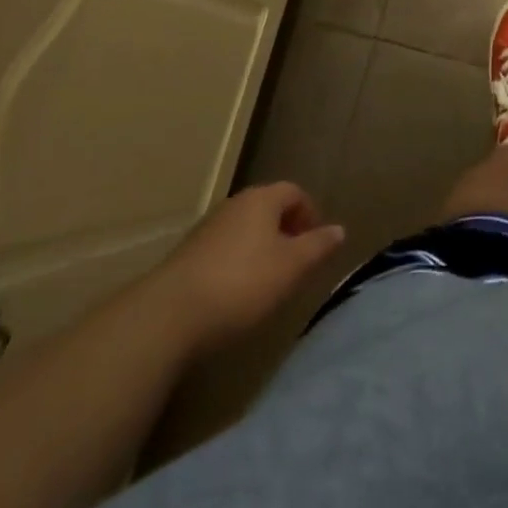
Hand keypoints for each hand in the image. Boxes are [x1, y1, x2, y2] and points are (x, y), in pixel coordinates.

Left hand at [158, 183, 346, 351]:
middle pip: (268, 208)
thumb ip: (317, 246)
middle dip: (286, 231)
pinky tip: (237, 293)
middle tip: (296, 263)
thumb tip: (339, 230)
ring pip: (246, 229)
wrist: (168, 315)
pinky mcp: (188, 253)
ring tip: (269, 281)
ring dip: (261, 247)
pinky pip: (225, 248)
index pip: (294, 192)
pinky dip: (238, 262)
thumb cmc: (241, 284)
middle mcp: (234, 204)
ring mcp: (208, 227)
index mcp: (262, 199)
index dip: (310, 214)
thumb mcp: (291, 268)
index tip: (316, 244)